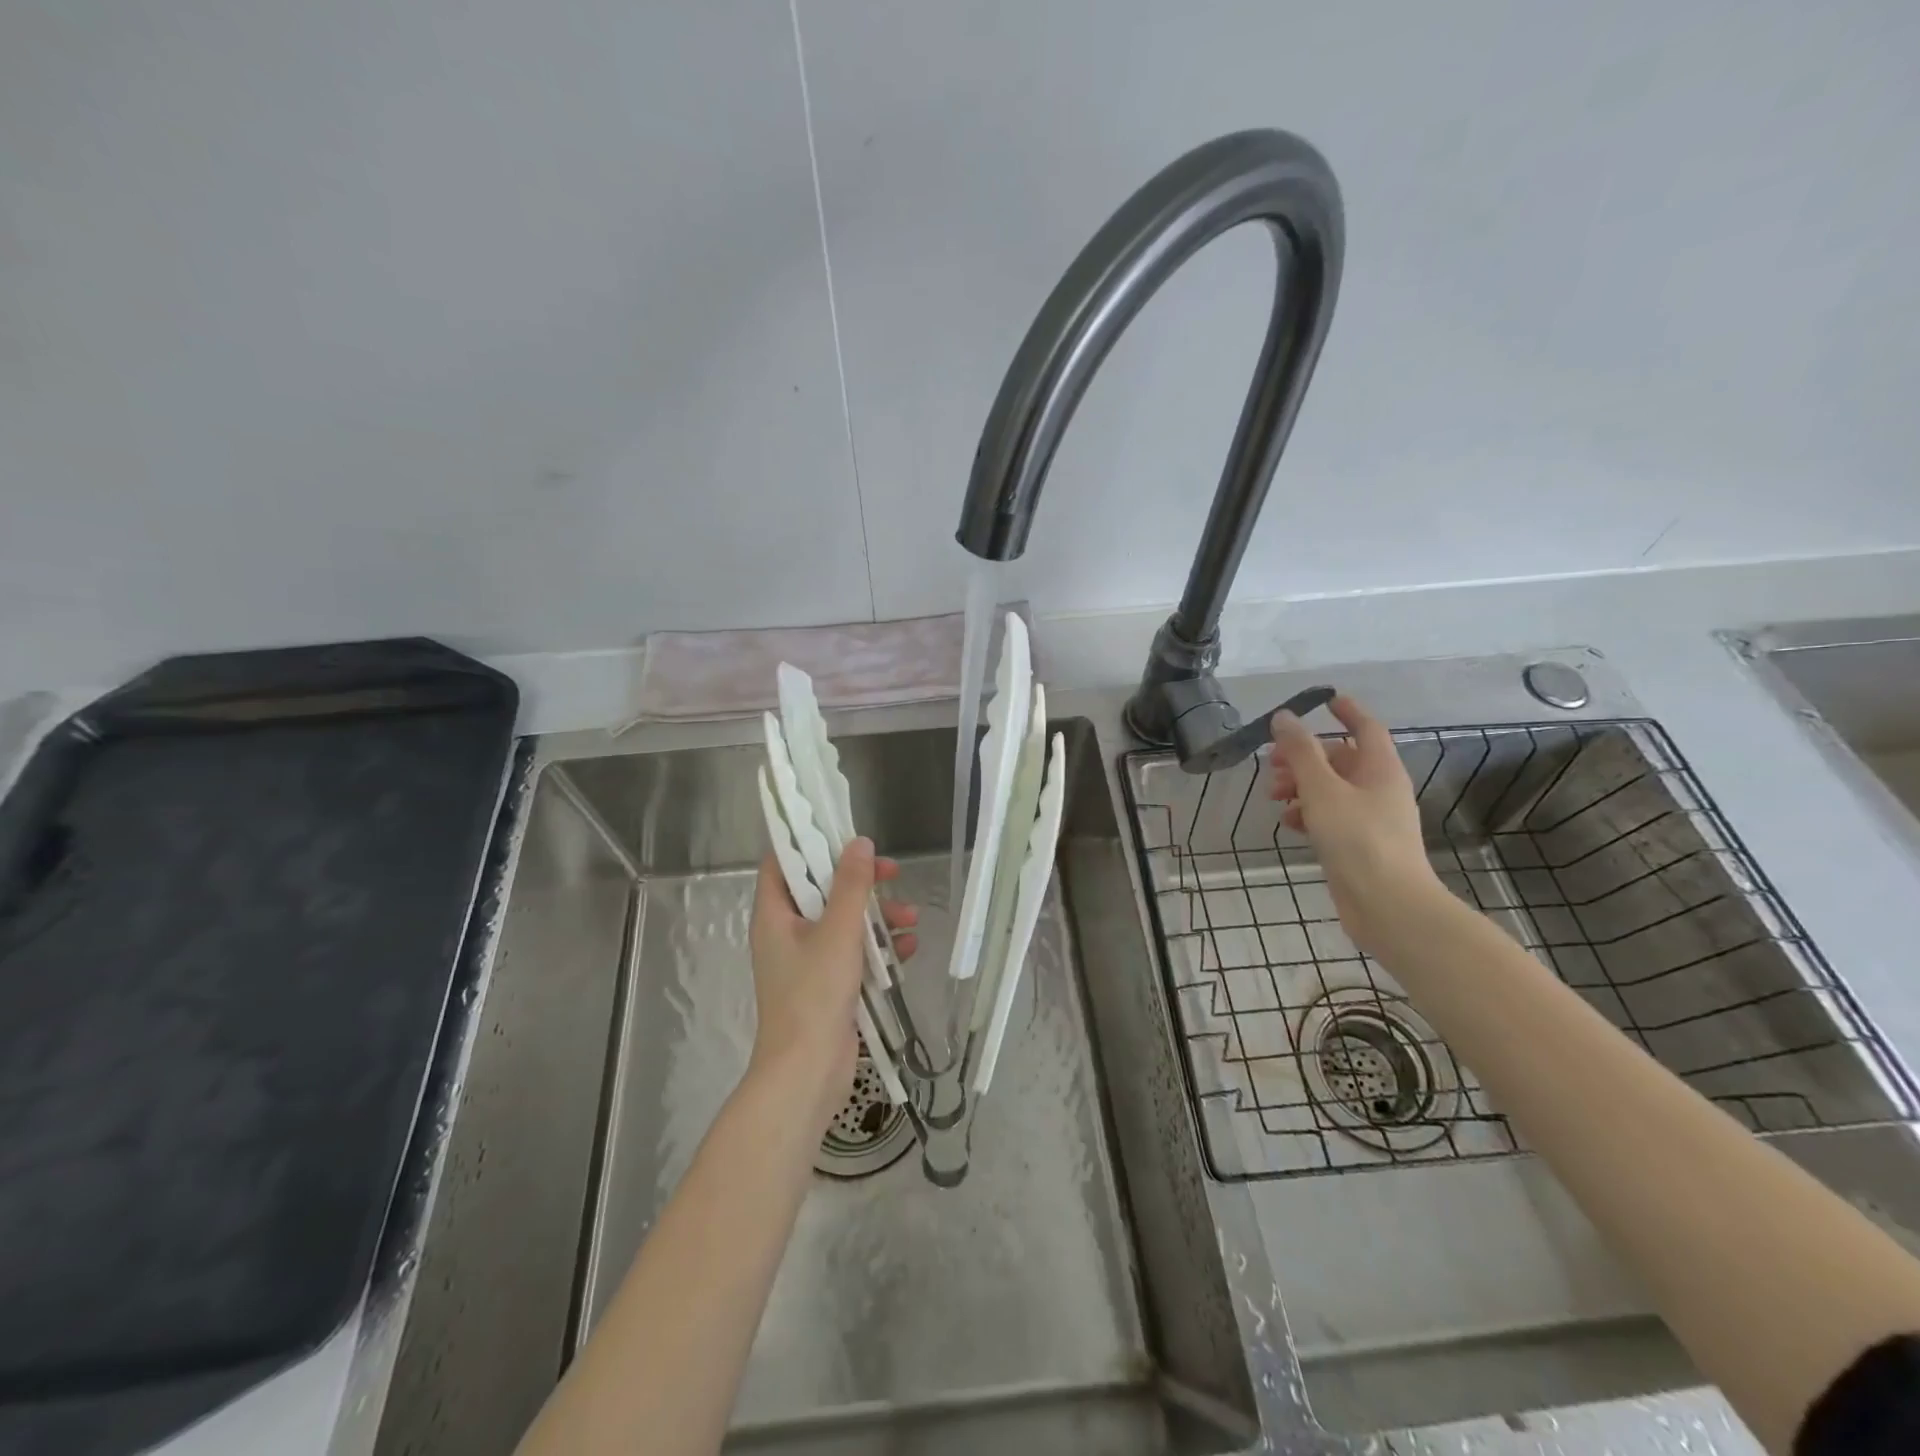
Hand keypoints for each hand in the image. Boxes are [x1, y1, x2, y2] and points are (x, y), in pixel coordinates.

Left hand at [747, 838, 918, 1132]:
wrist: (807, 1073)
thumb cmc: (814, 994)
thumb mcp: (838, 932)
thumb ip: (851, 885)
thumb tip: (859, 843)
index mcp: (775, 914)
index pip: (782, 862)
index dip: (810, 842)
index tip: (844, 832)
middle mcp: (787, 932)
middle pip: (822, 890)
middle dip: (860, 882)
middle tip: (892, 874)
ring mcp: (807, 960)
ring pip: (843, 921)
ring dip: (877, 916)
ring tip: (911, 919)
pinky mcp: (828, 984)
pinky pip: (854, 952)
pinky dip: (878, 947)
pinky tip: (909, 948)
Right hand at [1268, 694, 1447, 956]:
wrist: (1388, 905)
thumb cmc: (1357, 839)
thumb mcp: (1322, 789)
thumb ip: (1300, 752)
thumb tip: (1284, 717)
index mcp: (1380, 769)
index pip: (1365, 728)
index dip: (1346, 711)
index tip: (1322, 700)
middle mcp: (1379, 789)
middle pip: (1341, 759)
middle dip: (1305, 756)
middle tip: (1272, 762)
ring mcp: (1370, 819)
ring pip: (1331, 789)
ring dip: (1301, 786)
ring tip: (1273, 796)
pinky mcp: (1358, 845)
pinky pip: (1330, 816)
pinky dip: (1309, 813)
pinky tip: (1289, 823)